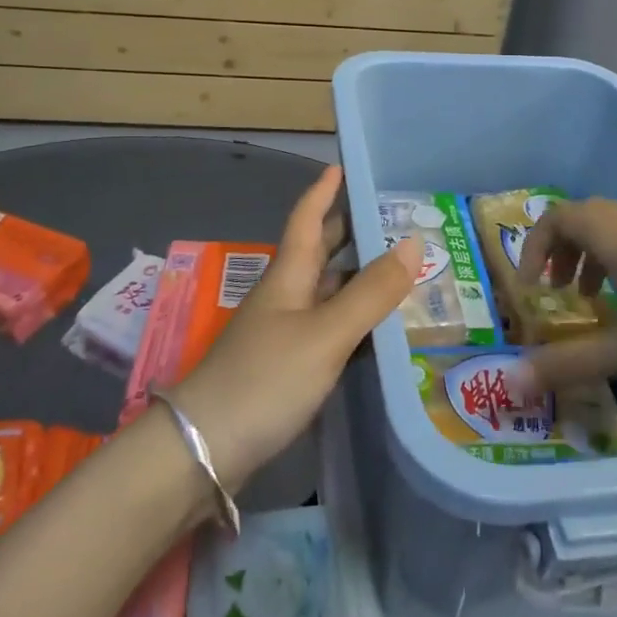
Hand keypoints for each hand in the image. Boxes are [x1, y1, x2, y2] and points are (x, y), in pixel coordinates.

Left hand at [173, 166, 416, 490]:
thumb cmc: (265, 378)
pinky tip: (377, 331)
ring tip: (399, 269)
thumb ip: (371, 292)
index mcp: (289, 275)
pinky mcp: (284, 369)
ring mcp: (281, 334)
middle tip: (390, 218)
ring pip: (325, 292)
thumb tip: (413, 243)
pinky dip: (353, 320)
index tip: (341, 166)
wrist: (203, 450)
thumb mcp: (325, 333)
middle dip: (349, 231)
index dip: (323, 191)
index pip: (307, 219)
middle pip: (318, 252)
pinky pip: (326, 329)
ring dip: (356, 277)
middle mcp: (284, 297)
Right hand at [512, 198, 616, 390]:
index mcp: (614, 235)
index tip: (529, 287)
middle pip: (580, 218)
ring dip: (586, 257)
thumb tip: (513, 381)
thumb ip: (572, 363)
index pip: (556, 218)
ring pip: (609, 230)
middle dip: (557, 250)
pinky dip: (614, 265)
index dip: (533, 247)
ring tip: (585, 300)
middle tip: (552, 288)